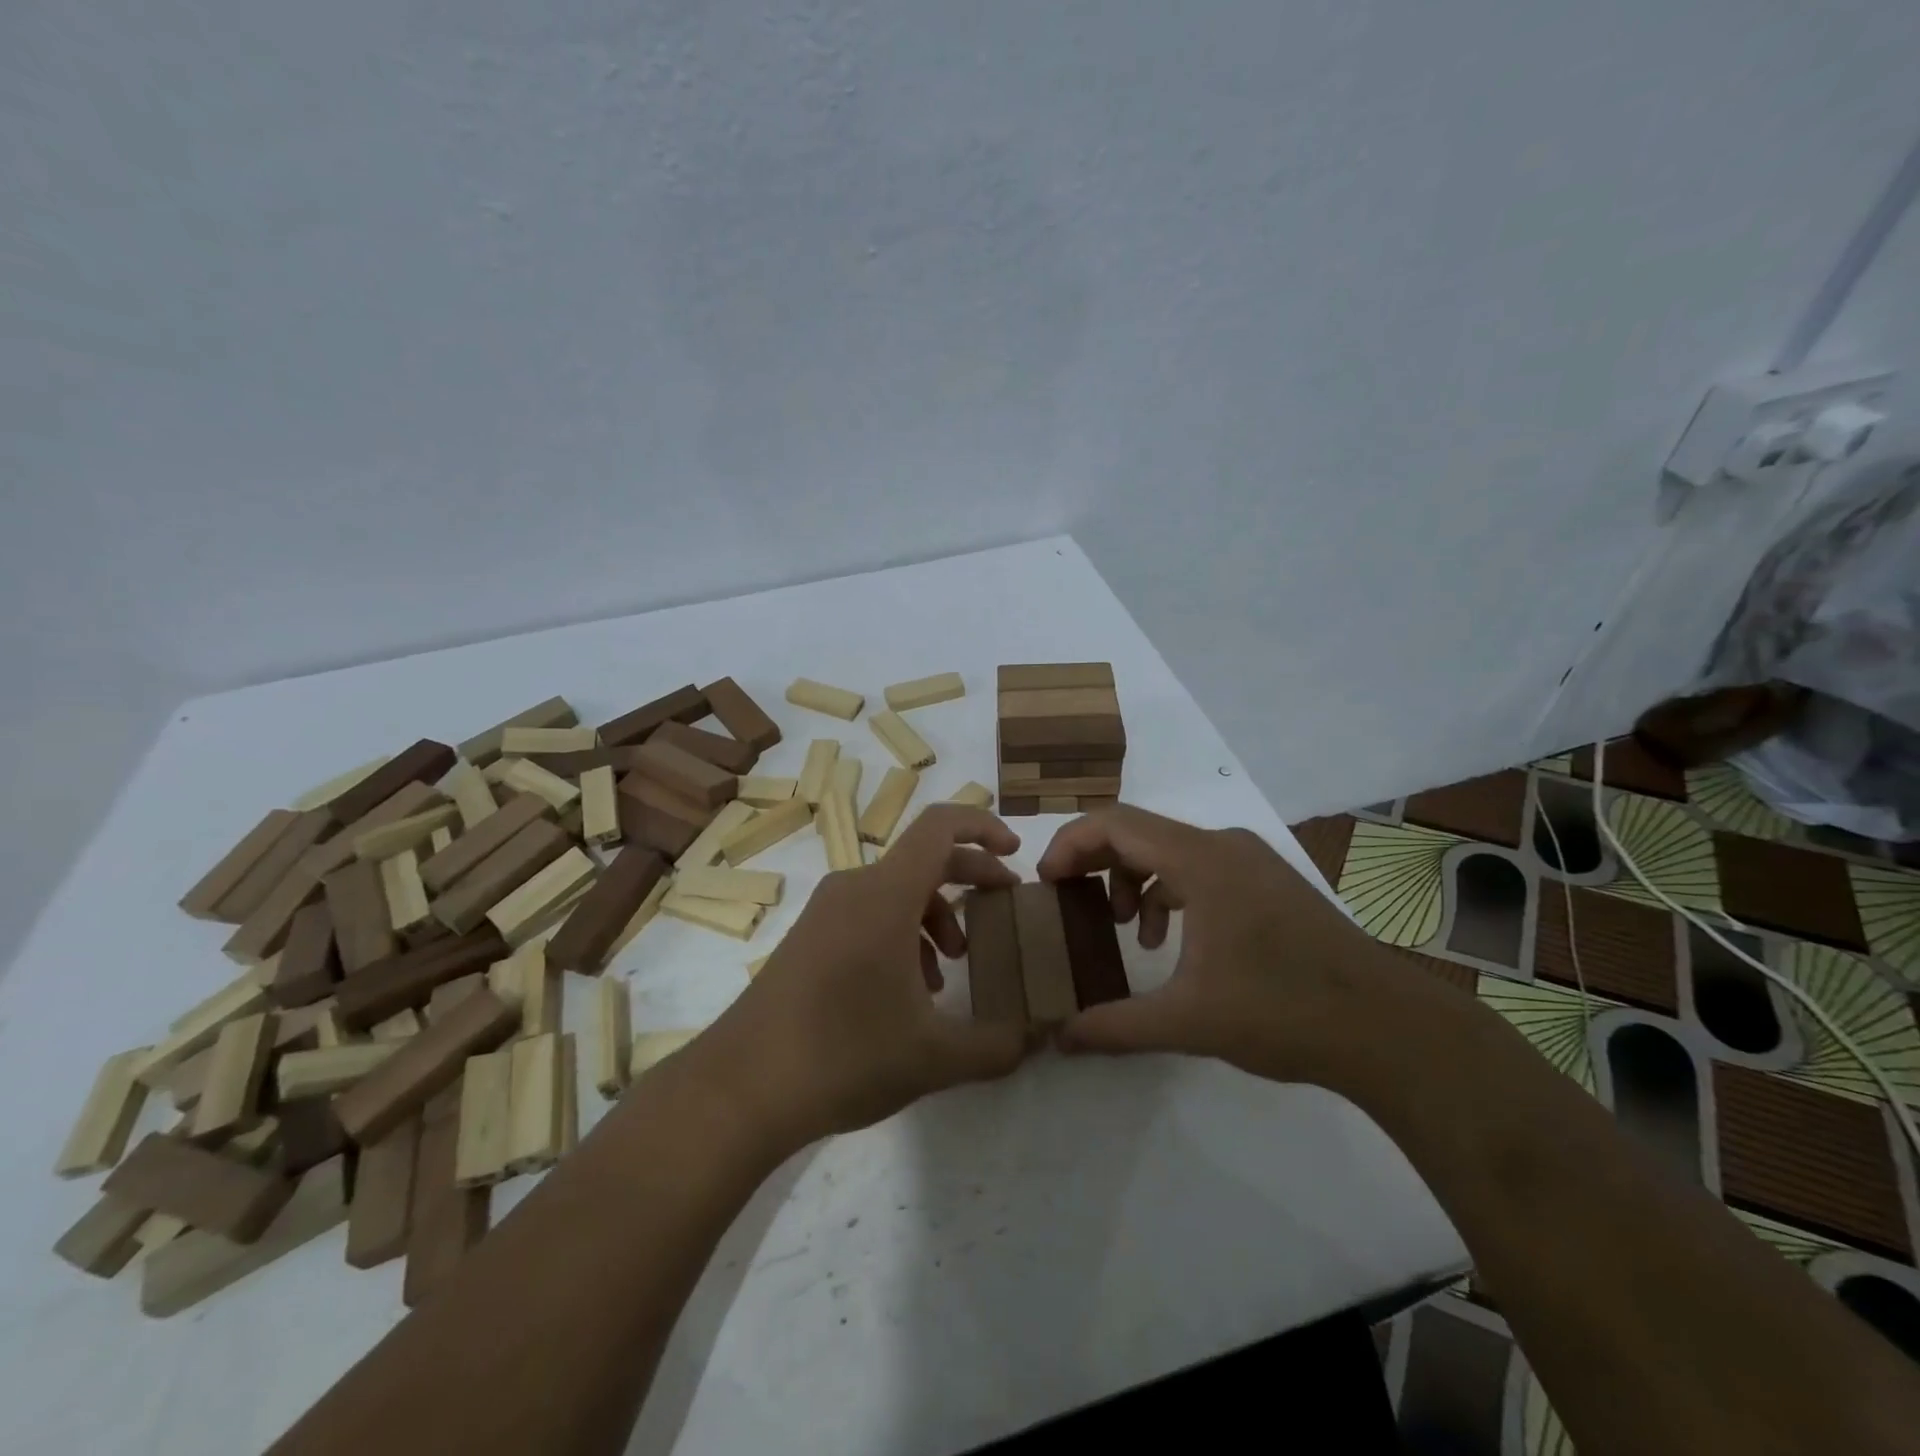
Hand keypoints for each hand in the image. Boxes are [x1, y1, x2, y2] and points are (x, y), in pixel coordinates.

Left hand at [704, 805, 1033, 1149]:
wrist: (741, 1088)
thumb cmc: (844, 1055)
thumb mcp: (934, 1057)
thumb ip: (996, 1045)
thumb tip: (1035, 1038)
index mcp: (886, 894)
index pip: (940, 826)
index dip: (983, 827)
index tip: (1014, 854)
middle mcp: (854, 888)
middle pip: (924, 859)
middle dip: (971, 878)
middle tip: (1004, 908)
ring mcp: (825, 912)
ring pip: (896, 890)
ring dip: (935, 914)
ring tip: (952, 969)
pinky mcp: (808, 938)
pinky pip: (868, 914)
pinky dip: (901, 933)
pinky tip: (909, 991)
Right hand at [1036, 804, 1441, 1086]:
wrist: (1387, 1028)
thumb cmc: (1282, 1011)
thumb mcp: (1188, 1022)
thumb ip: (1116, 1026)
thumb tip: (1060, 1039)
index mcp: (1200, 860)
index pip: (1114, 824)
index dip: (1069, 844)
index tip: (1046, 883)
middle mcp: (1223, 845)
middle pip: (1138, 831)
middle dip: (1095, 862)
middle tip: (1067, 901)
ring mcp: (1250, 860)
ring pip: (1169, 849)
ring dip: (1133, 880)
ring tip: (1125, 929)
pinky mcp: (1267, 882)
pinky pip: (1199, 867)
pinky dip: (1169, 892)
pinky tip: (1172, 941)